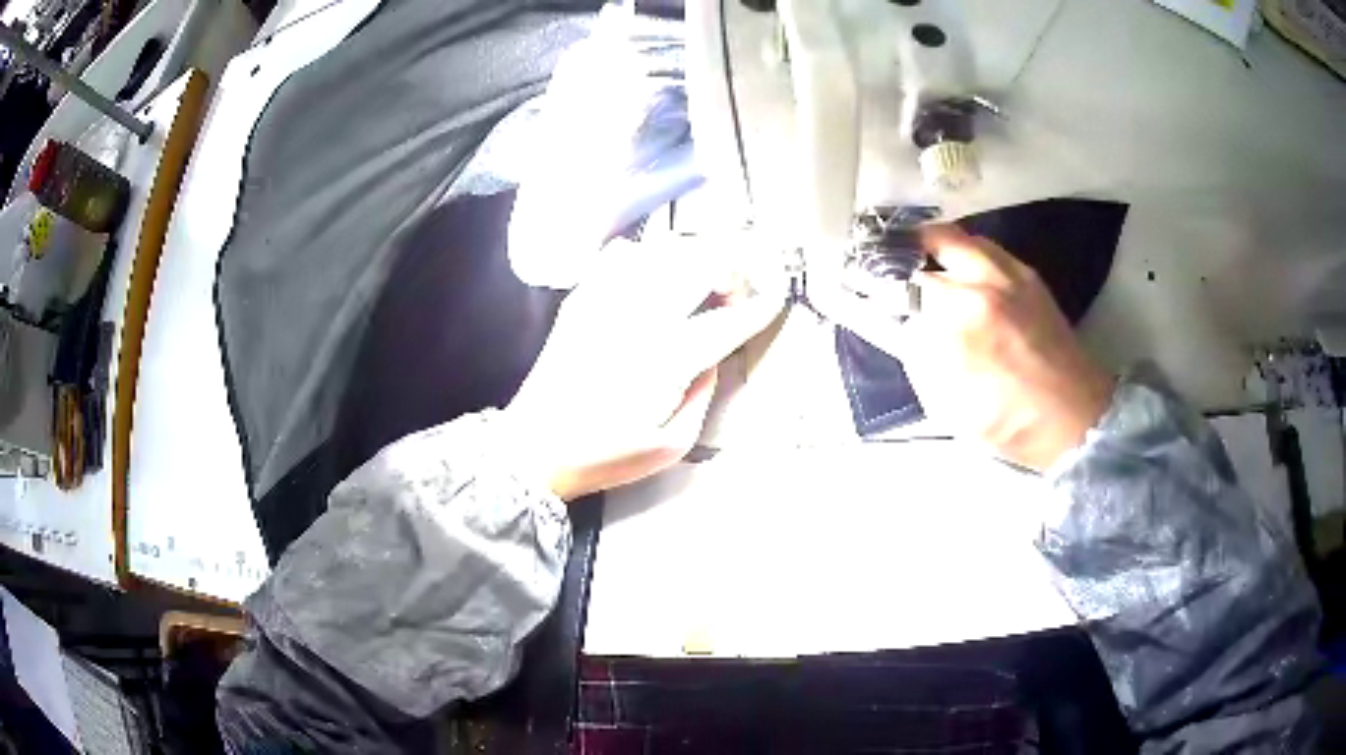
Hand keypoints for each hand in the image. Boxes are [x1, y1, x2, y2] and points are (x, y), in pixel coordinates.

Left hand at [504, 236, 784, 500]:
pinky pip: (622, 254)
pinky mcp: (581, 298)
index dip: (758, 309)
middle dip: (732, 269)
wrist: (534, 446)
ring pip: (663, 249)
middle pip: (699, 263)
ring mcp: (605, 300)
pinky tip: (654, 277)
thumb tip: (712, 355)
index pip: (727, 319)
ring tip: (702, 279)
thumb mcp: (671, 445)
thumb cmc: (603, 454)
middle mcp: (638, 316)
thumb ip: (703, 394)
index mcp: (666, 358)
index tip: (773, 303)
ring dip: (694, 256)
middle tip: (737, 291)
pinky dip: (648, 255)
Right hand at [899, 226, 1114, 470]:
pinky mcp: (1030, 277)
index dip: (881, 290)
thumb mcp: (951, 406)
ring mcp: (1012, 274)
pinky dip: (966, 253)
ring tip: (922, 263)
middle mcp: (986, 282)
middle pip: (932, 242)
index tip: (864, 292)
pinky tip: (962, 273)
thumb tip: (904, 328)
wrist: (1077, 418)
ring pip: (961, 238)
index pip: (906, 287)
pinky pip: (988, 249)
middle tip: (890, 266)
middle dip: (904, 252)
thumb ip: (920, 360)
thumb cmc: (1012, 423)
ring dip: (935, 246)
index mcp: (963, 318)